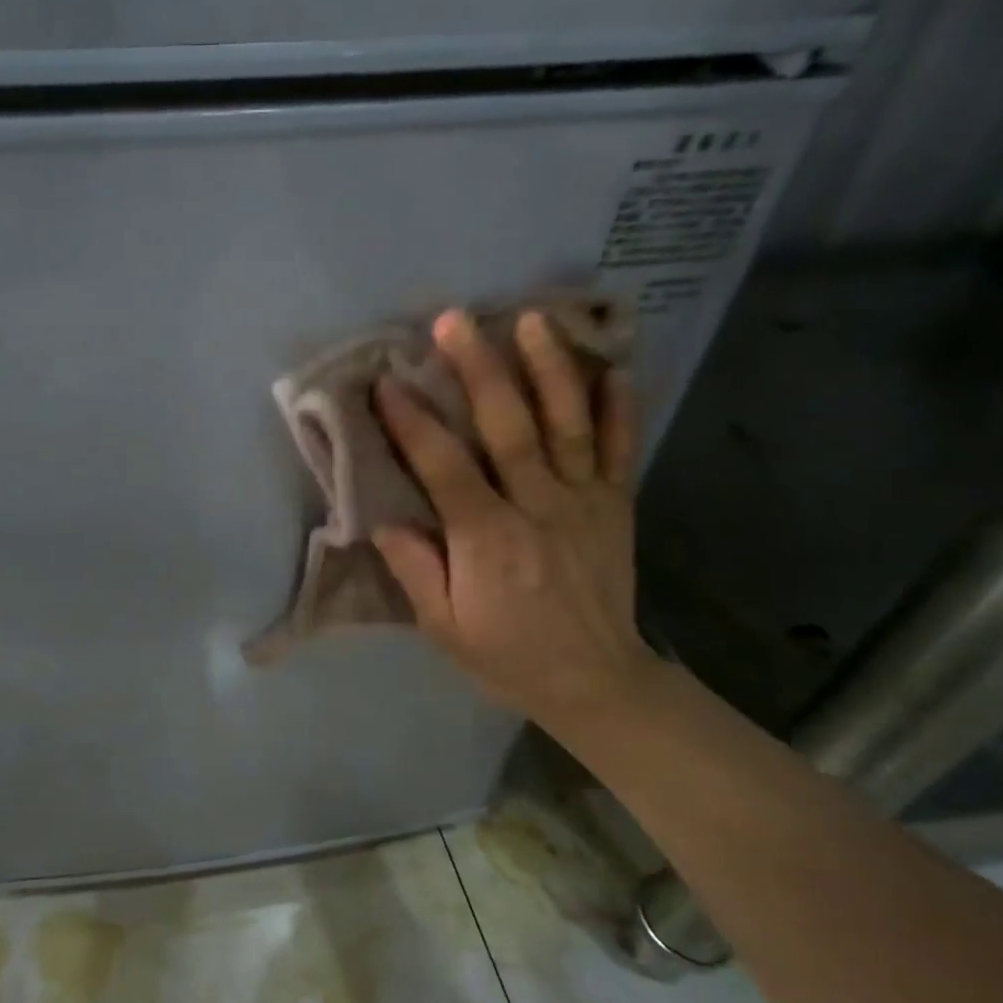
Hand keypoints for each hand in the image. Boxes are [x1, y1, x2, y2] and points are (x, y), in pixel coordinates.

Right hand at [373, 308, 661, 729]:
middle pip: (507, 426)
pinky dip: (620, 407)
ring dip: (549, 368)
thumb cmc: (507, 654)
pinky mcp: (615, 506)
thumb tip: (383, 519)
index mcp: (488, 538)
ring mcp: (584, 502)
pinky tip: (614, 366)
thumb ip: (415, 569)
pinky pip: (620, 449)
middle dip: (478, 369)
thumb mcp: (444, 626)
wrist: (597, 682)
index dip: (411, 422)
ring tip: (532, 319)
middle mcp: (538, 507)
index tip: (384, 382)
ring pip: (567, 424)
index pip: (444, 466)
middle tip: (454, 321)